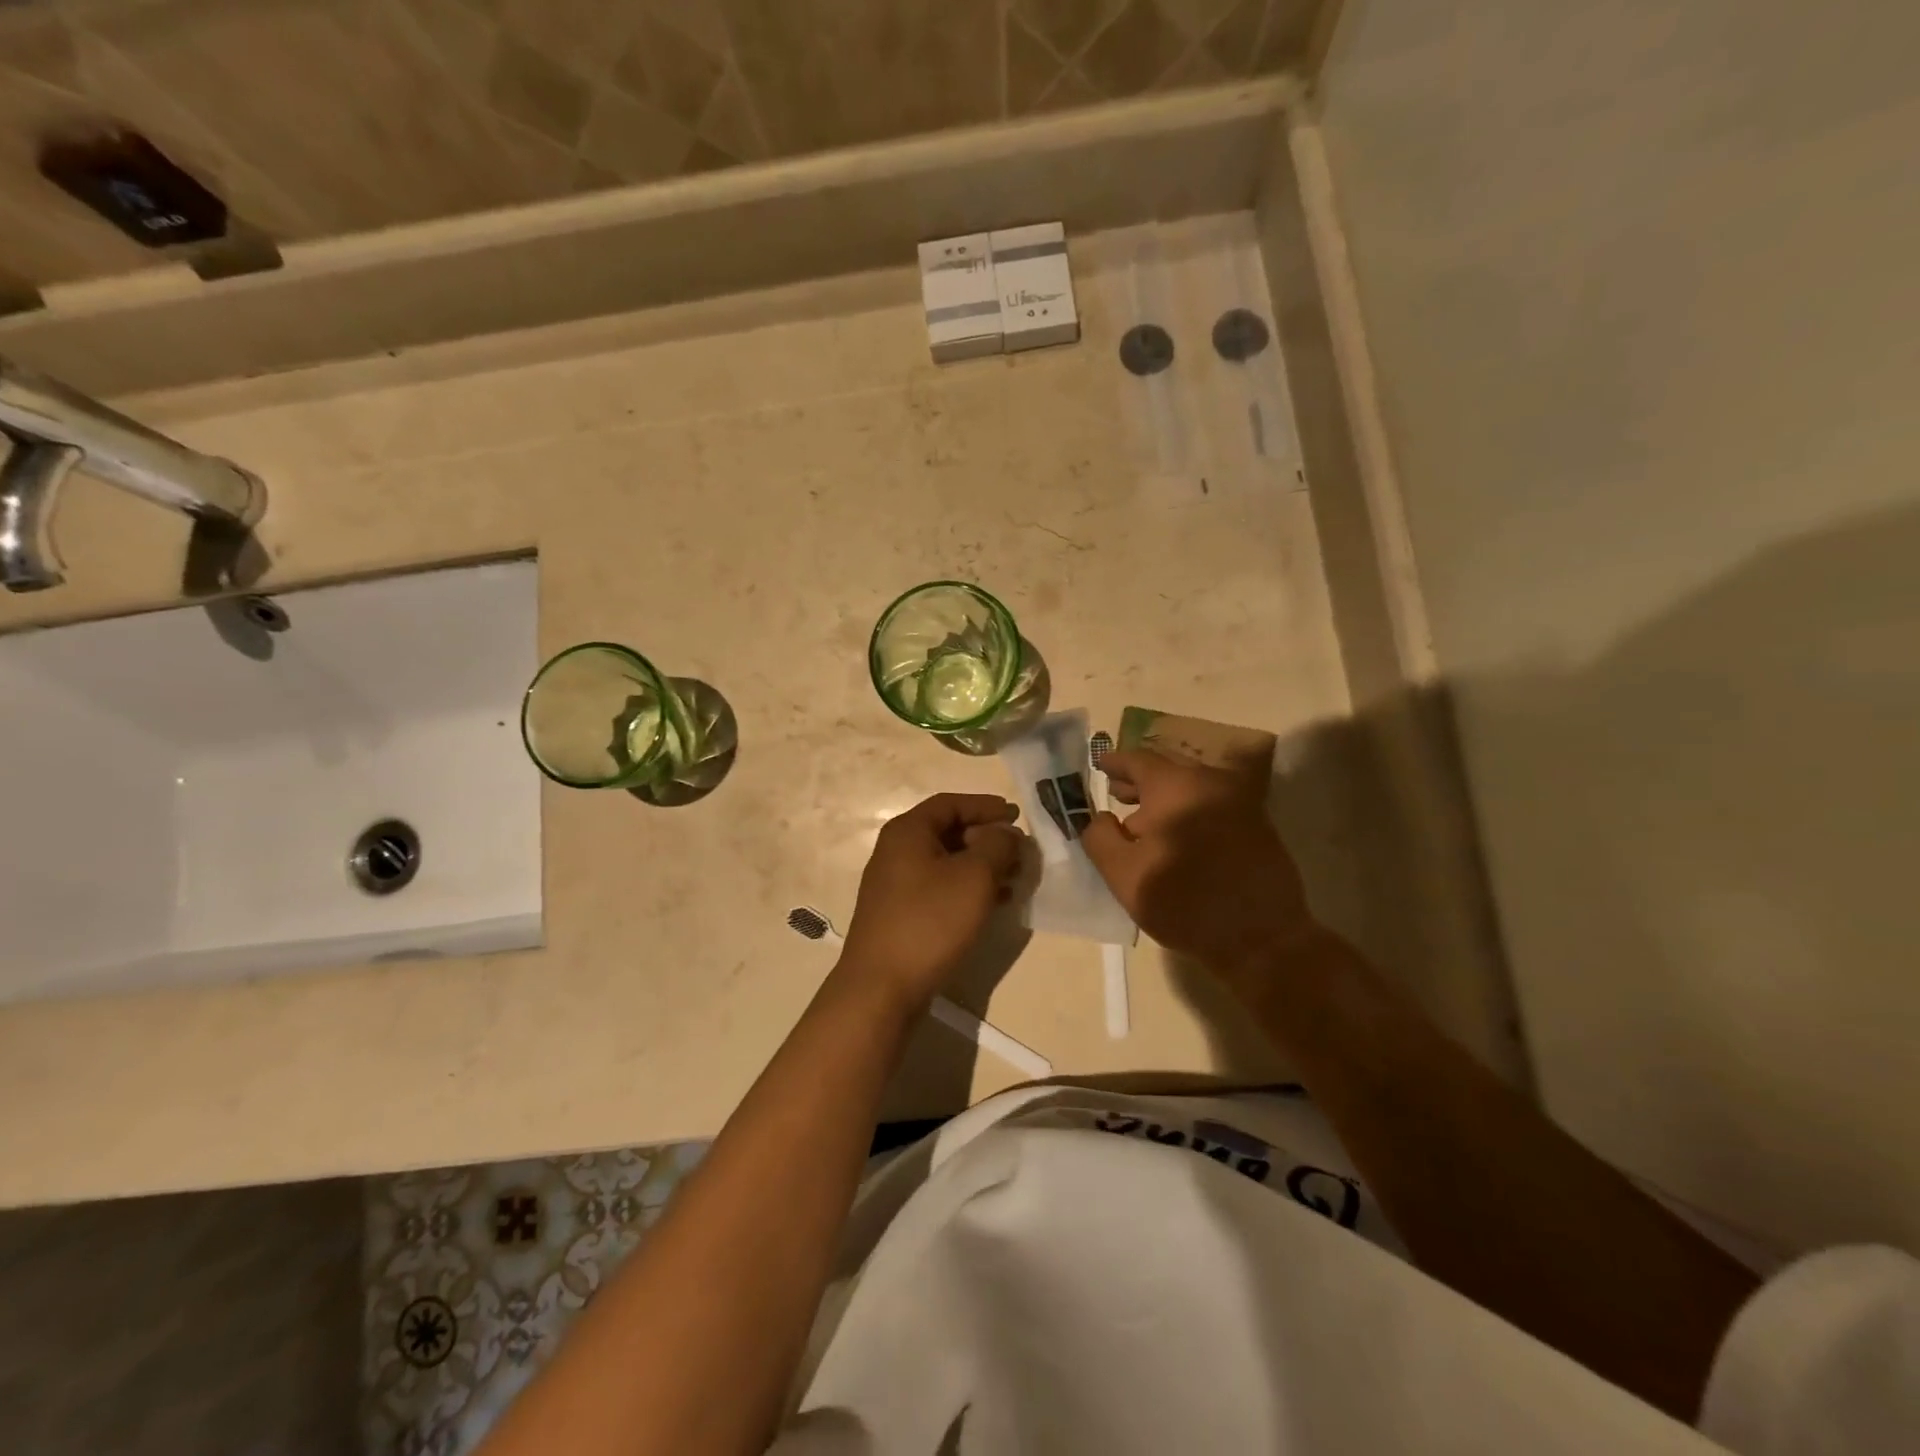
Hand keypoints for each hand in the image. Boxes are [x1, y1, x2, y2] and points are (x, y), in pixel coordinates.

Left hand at [838, 793, 1025, 1010]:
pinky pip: (940, 888)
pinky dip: (967, 888)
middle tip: (1019, 852)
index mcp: (908, 832)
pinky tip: (993, 904)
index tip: (1016, 815)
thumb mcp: (974, 877)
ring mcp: (895, 884)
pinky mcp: (900, 914)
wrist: (881, 987)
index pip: (951, 803)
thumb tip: (1006, 834)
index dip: (986, 806)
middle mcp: (896, 851)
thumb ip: (997, 846)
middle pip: (948, 831)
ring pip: (946, 862)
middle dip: (987, 838)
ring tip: (1014, 879)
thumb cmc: (930, 921)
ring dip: (981, 866)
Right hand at [1082, 748, 1317, 978]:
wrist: (1262, 938)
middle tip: (1117, 792)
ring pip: (1191, 789)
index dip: (1116, 762)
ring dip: (1164, 800)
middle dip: (1139, 782)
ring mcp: (1240, 802)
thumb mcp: (1123, 874)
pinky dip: (1188, 812)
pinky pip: (1212, 806)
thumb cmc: (1184, 902)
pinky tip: (1176, 838)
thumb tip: (1101, 818)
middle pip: (1167, 771)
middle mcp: (1211, 783)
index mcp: (1176, 786)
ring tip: (1142, 821)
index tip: (1100, 764)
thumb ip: (1100, 838)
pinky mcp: (1257, 826)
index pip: (1138, 760)